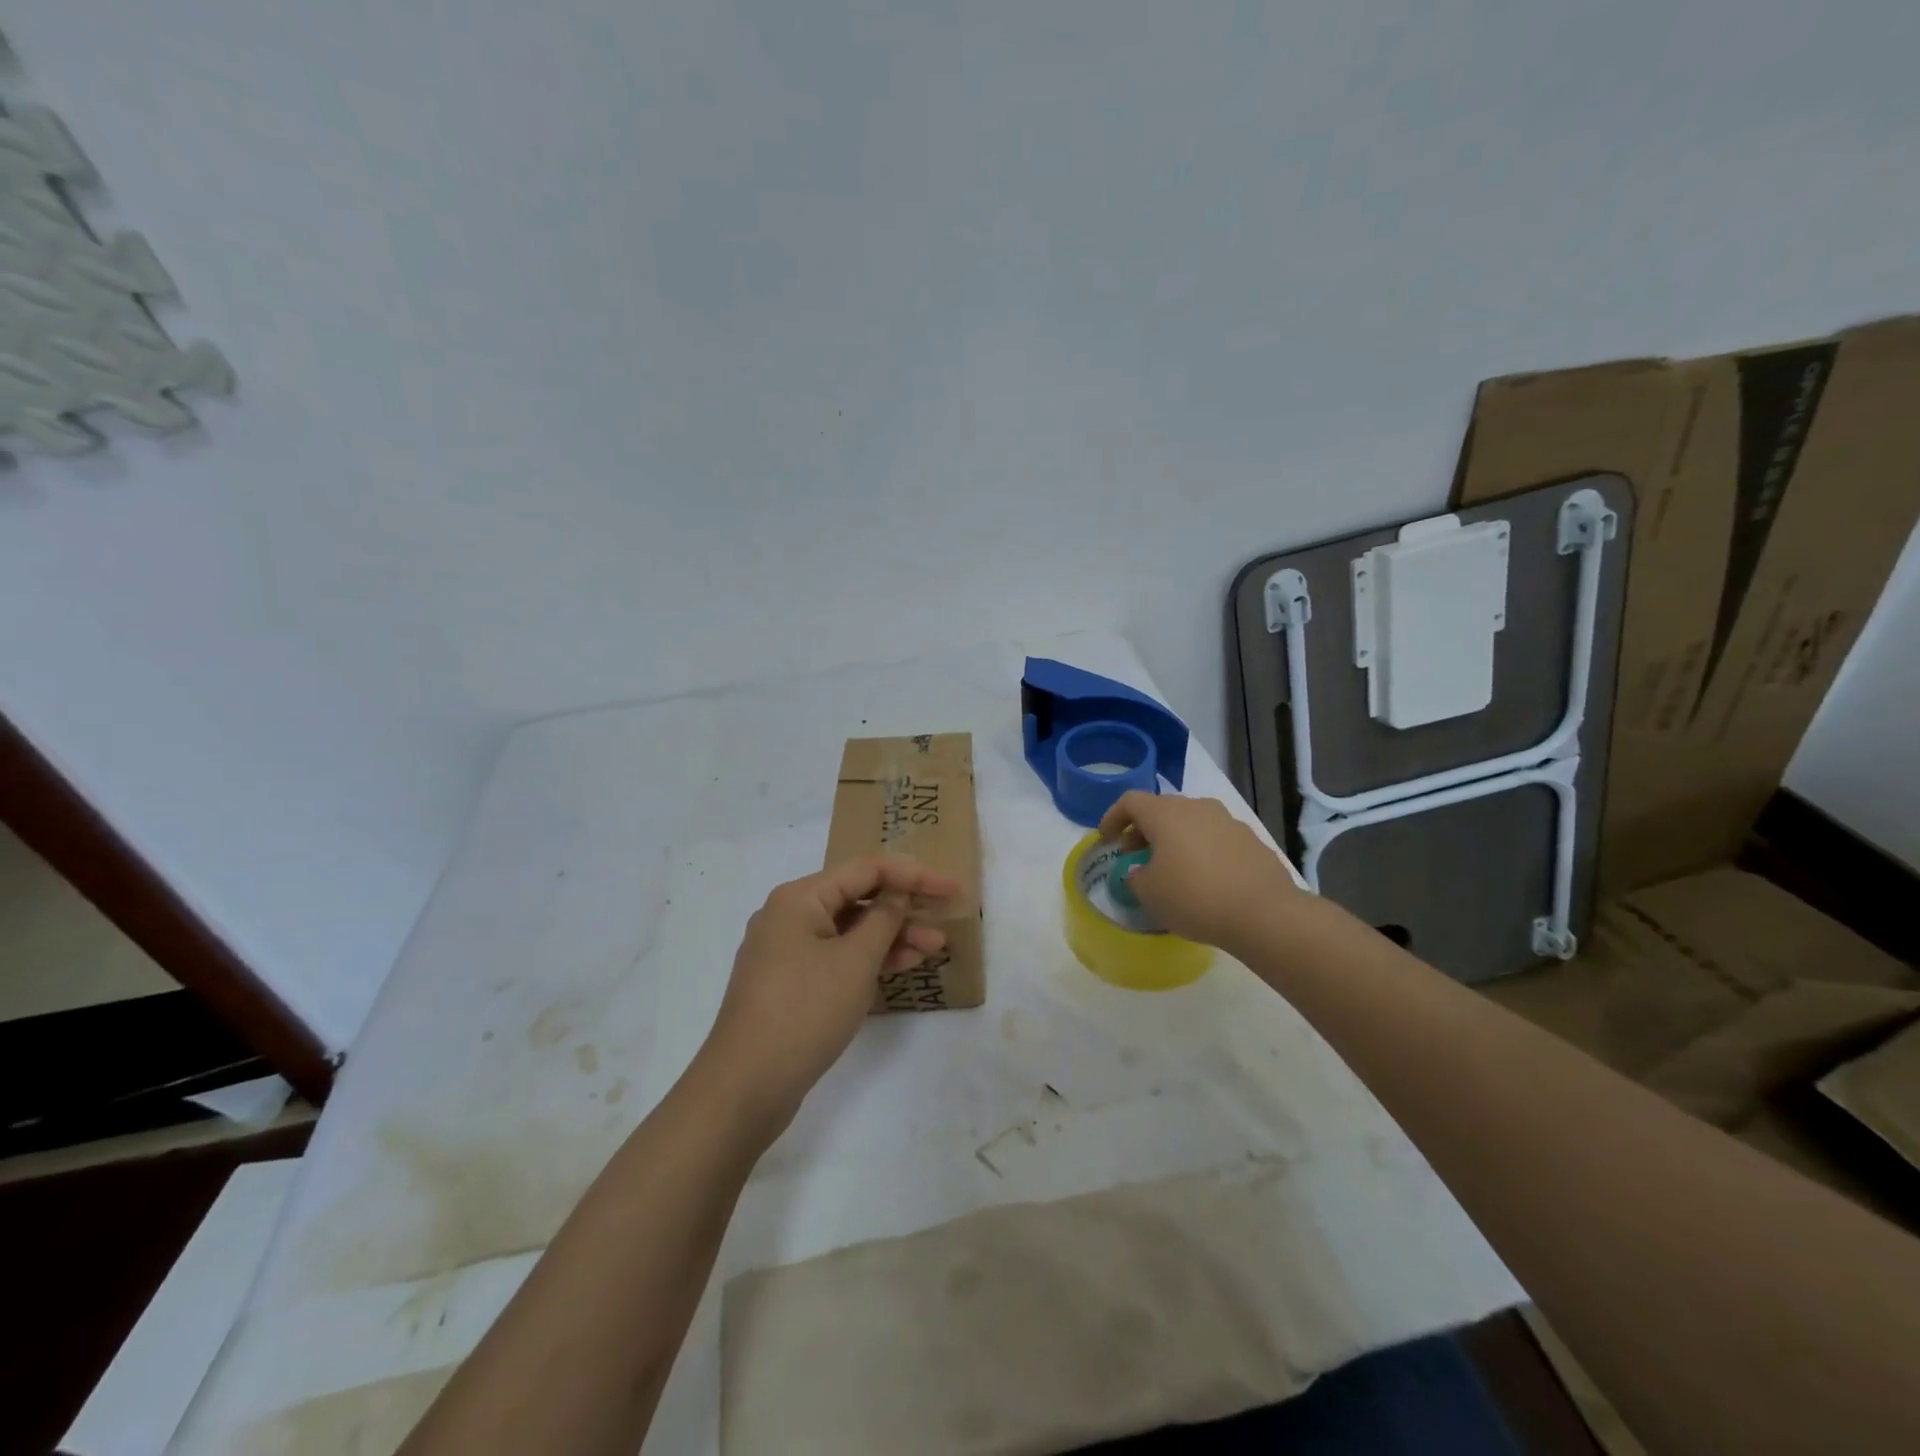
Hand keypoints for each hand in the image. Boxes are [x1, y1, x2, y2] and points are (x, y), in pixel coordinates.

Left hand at [699, 857, 959, 1134]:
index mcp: (799, 898)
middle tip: (947, 915)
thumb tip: (900, 892)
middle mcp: (789, 915)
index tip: (951, 888)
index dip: (914, 876)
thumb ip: (884, 919)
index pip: (866, 870)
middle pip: (857, 897)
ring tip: (936, 947)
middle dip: (904, 907)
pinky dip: (868, 958)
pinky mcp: (790, 982)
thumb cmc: (804, 1012)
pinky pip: (837, 956)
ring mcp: (786, 950)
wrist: (745, 1087)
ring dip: (892, 936)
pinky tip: (903, 966)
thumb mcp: (855, 961)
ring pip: (849, 930)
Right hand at [1098, 791, 1303, 952]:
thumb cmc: (1194, 898)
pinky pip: (1215, 838)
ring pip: (1191, 822)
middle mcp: (1197, 807)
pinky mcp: (1251, 840)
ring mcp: (1228, 821)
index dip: (1113, 817)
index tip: (1107, 839)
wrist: (1264, 913)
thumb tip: (1142, 872)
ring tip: (1170, 868)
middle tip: (1134, 854)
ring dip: (1174, 839)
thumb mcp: (1150, 894)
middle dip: (1143, 829)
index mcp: (1166, 814)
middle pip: (1162, 809)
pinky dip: (1201, 850)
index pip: (1130, 801)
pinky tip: (1203, 879)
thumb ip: (1137, 878)